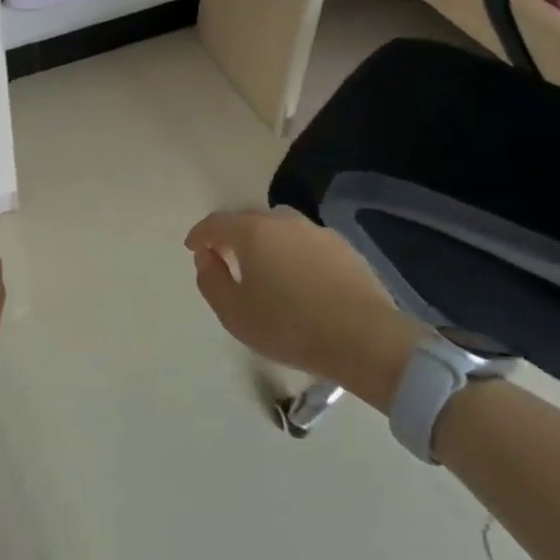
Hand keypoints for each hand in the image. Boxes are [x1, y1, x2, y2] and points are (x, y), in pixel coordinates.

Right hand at [185, 208, 425, 408]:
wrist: (366, 340)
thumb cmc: (290, 326)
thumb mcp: (234, 312)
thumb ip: (211, 280)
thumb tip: (207, 258)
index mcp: (252, 231)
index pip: (216, 223)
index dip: (200, 234)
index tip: (192, 248)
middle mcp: (283, 221)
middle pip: (249, 220)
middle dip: (232, 235)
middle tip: (225, 257)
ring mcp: (317, 232)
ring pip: (280, 228)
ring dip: (265, 241)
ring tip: (263, 267)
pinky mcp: (345, 250)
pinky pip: (306, 244)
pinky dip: (293, 253)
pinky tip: (298, 279)